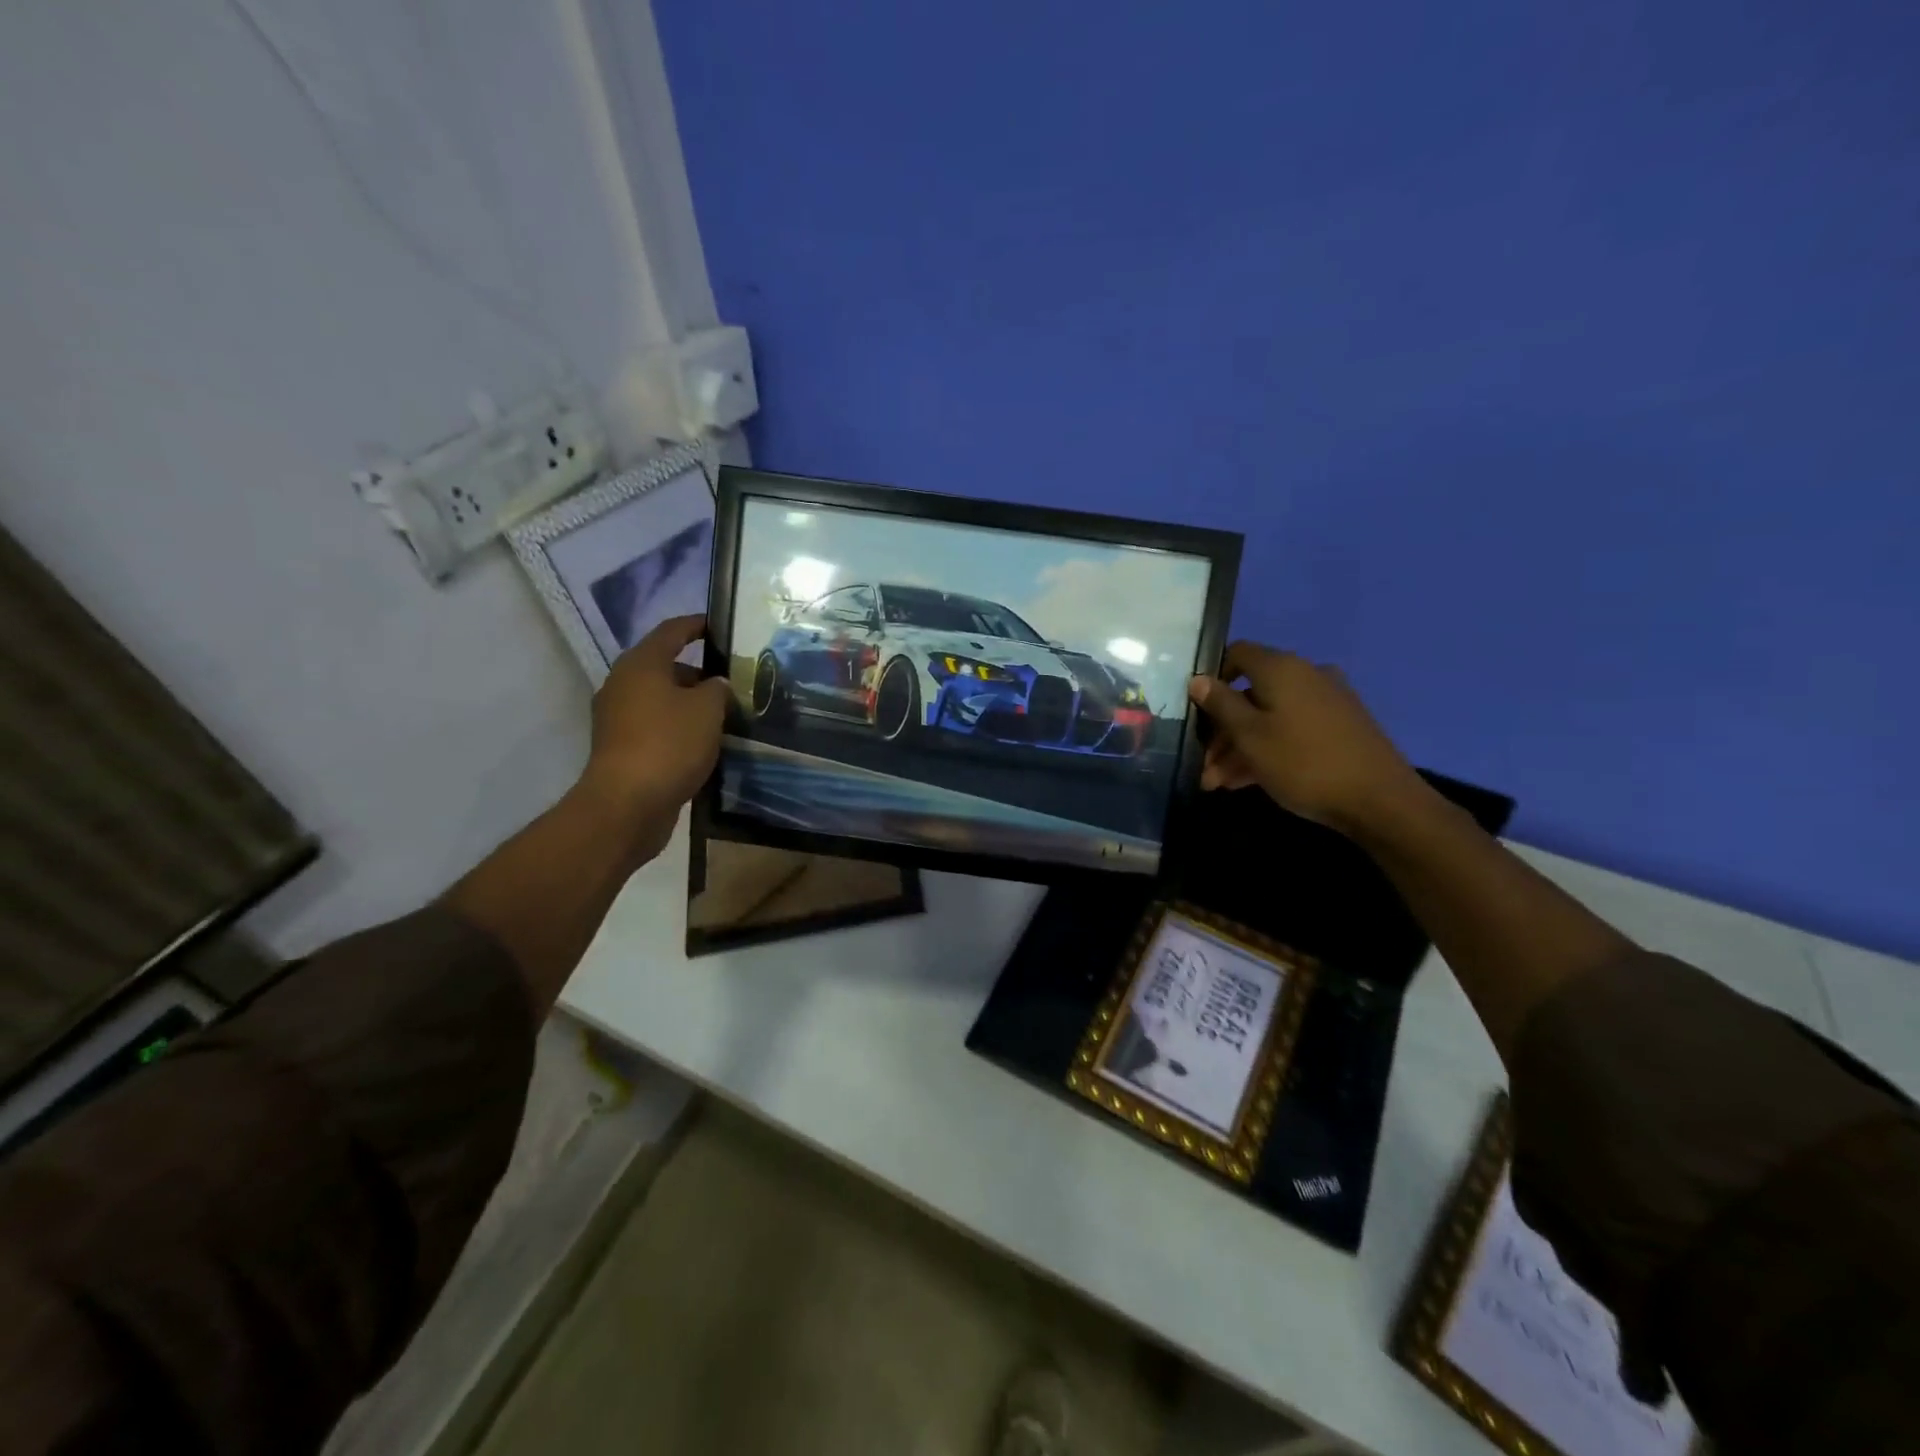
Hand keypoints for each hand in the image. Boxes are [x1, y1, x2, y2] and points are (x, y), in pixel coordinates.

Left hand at [581, 615, 732, 829]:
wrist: (628, 804)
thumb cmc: (669, 744)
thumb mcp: (708, 709)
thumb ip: (717, 689)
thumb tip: (715, 683)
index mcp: (641, 664)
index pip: (672, 631)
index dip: (697, 625)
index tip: (720, 626)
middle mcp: (623, 684)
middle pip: (665, 667)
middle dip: (699, 673)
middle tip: (733, 682)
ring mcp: (617, 718)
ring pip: (661, 699)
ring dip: (689, 704)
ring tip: (724, 714)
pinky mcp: (621, 747)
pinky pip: (656, 726)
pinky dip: (678, 728)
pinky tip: (704, 743)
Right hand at [1186, 642, 1429, 838]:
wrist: (1380, 800)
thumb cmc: (1303, 762)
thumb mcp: (1250, 736)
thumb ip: (1220, 704)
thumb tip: (1198, 678)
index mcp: (1282, 669)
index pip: (1237, 653)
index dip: (1212, 677)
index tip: (1195, 709)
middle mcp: (1305, 676)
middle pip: (1250, 693)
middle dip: (1221, 730)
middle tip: (1203, 764)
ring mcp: (1326, 702)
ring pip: (1268, 717)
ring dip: (1239, 747)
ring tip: (1217, 783)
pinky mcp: (1339, 728)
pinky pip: (1290, 730)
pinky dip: (1266, 750)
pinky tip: (1245, 782)